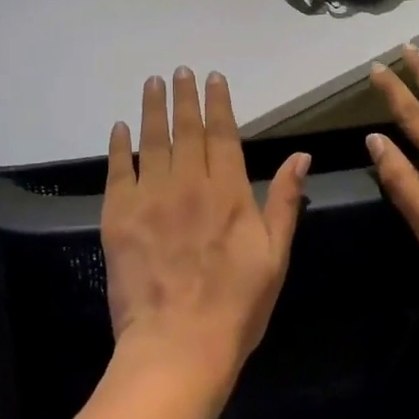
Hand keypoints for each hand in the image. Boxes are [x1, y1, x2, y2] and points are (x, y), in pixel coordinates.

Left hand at [102, 68, 310, 391]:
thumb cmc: (236, 306)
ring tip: (152, 83)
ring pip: (151, 141)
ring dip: (152, 109)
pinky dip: (118, 146)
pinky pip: (118, 170)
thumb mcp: (275, 256)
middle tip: (179, 71)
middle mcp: (188, 184)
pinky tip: (120, 127)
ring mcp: (150, 198)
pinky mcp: (119, 216)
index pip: (222, 134)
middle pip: (186, 130)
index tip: (212, 77)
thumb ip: (283, 201)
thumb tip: (300, 156)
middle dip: (184, 97)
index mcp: (228, 192)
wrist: (178, 346)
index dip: (218, 103)